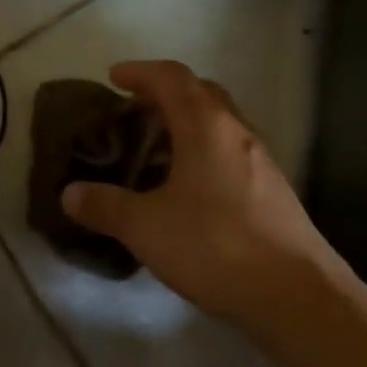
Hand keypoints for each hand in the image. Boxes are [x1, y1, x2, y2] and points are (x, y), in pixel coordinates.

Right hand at [61, 61, 344, 343]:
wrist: (297, 295)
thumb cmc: (216, 246)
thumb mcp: (146, 227)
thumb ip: (105, 206)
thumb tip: (69, 193)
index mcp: (206, 126)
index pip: (171, 77)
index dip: (140, 72)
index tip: (113, 77)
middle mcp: (237, 132)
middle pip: (200, 92)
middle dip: (164, 93)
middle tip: (134, 110)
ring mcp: (260, 160)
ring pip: (218, 123)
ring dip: (186, 123)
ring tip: (155, 148)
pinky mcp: (271, 189)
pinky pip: (230, 151)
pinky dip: (203, 150)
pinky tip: (188, 187)